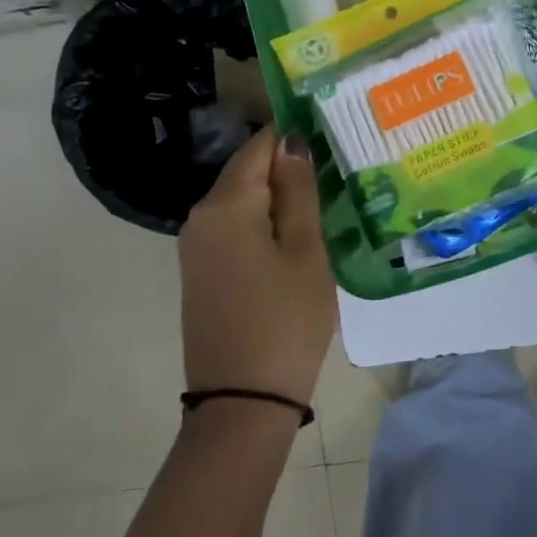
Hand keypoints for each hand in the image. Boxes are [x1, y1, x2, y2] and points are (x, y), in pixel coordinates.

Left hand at [179, 127, 336, 405]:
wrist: (243, 400)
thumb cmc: (286, 320)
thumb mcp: (306, 253)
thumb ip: (300, 192)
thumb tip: (292, 140)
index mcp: (225, 205)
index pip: (260, 146)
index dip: (294, 136)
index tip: (332, 136)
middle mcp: (200, 217)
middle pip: (248, 172)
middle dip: (289, 168)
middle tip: (339, 173)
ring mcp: (196, 247)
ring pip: (243, 202)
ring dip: (281, 199)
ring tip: (327, 202)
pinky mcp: (202, 272)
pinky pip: (235, 229)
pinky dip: (265, 224)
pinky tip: (298, 236)